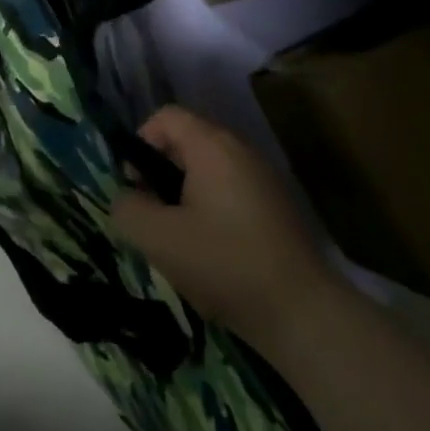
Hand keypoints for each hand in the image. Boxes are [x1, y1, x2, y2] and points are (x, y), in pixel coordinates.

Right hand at [111, 106, 336, 346]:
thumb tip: (127, 198)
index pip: (165, 117)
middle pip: (186, 142)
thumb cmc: (224, 264)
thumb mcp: (158, 239)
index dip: (140, 143)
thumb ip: (128, 209)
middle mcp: (241, 152)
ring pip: (207, 171)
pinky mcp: (276, 207)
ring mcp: (264, 179)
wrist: (302, 313)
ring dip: (184, 195)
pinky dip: (210, 210)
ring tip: (179, 239)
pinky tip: (211, 252)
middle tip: (153, 217)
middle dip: (160, 174)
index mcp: (213, 147)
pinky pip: (229, 192)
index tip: (136, 186)